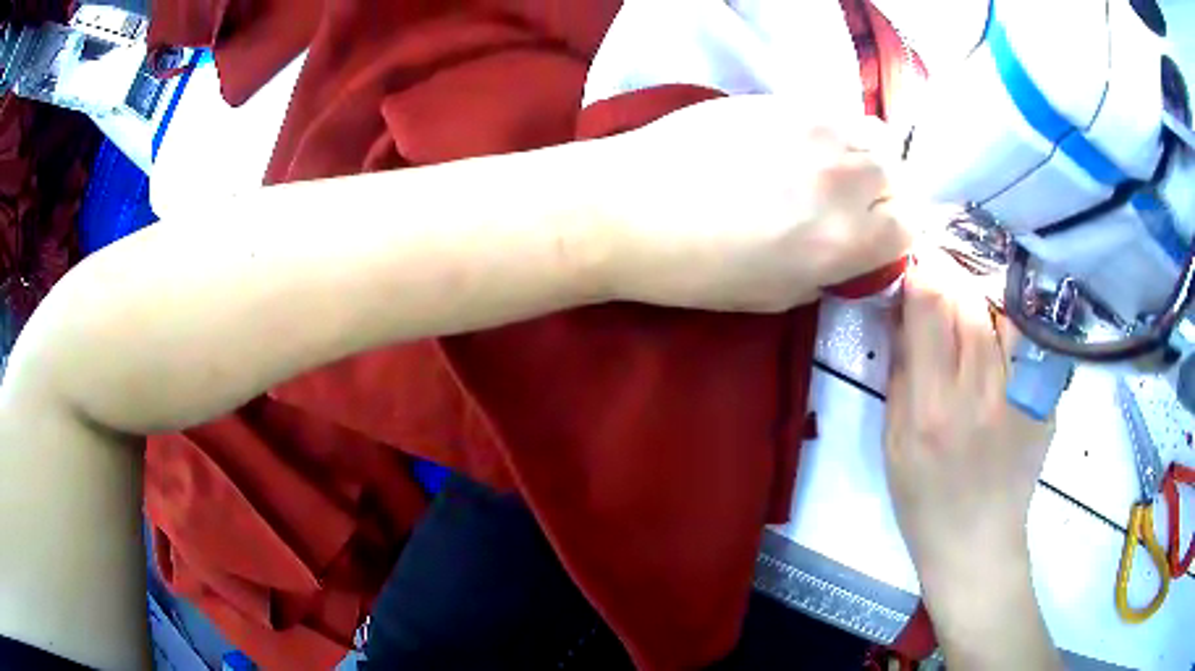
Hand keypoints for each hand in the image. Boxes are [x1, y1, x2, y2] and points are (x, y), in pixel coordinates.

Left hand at [596, 94, 924, 311]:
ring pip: (875, 135)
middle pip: (899, 176)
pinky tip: (805, 144)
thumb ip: (829, 270)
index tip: (874, 237)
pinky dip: (836, 130)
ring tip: (834, 169)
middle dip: (886, 194)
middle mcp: (843, 180)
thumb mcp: (775, 295)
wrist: (629, 207)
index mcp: (843, 240)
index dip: (896, 234)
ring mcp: (814, 130)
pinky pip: (835, 111)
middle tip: (853, 204)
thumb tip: (849, 251)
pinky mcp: (783, 100)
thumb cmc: (696, 269)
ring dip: (867, 156)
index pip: (909, 226)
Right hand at [884, 249, 1059, 668]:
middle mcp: (981, 392)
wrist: (977, 543)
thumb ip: (901, 372)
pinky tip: (1002, 325)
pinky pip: (1028, 340)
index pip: (932, 309)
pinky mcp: (1044, 399)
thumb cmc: (924, 500)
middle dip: (951, 272)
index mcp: (934, 407)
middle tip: (940, 267)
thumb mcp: (894, 443)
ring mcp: (1020, 394)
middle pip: (971, 300)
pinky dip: (1012, 320)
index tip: (914, 258)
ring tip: (971, 292)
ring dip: (984, 291)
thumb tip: (903, 311)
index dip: (923, 271)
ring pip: (1004, 311)